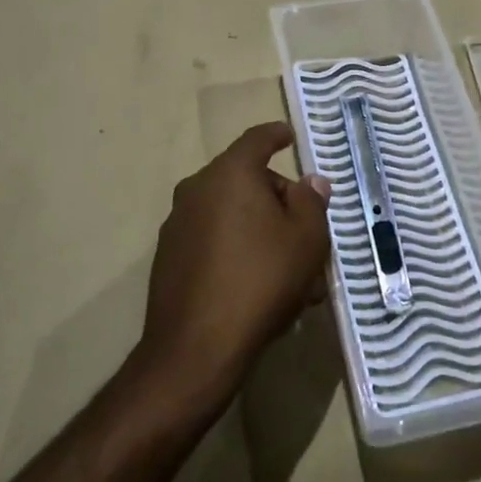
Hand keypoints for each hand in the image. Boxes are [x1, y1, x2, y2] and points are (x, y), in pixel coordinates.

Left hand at [135, 122, 331, 409]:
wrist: (197, 347)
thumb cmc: (262, 280)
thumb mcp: (306, 239)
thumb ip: (311, 202)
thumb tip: (310, 182)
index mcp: (231, 174)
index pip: (257, 139)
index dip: (277, 135)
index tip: (290, 136)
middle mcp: (197, 189)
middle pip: (245, 180)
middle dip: (278, 199)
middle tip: (307, 230)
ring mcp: (178, 223)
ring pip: (232, 214)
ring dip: (261, 230)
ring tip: (291, 270)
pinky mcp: (169, 257)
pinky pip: (213, 239)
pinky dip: (238, 249)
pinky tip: (260, 284)